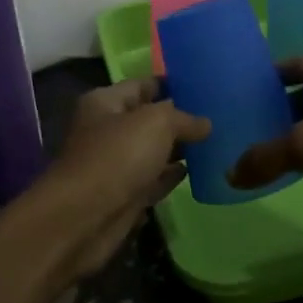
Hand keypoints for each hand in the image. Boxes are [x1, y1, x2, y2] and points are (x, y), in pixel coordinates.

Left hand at [32, 78, 210, 279]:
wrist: (85, 218)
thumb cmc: (117, 156)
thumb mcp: (156, 123)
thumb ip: (184, 119)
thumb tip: (205, 124)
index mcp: (105, 102)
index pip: (143, 85)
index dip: (172, 85)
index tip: (204, 87)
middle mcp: (107, 130)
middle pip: (148, 119)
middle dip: (179, 120)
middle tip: (217, 117)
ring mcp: (115, 165)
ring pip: (152, 151)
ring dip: (178, 149)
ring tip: (214, 143)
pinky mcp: (124, 196)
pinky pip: (153, 180)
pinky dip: (171, 176)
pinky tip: (196, 172)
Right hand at [228, 57, 302, 221]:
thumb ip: (265, 157)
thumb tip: (230, 174)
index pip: (285, 66)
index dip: (261, 77)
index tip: (234, 94)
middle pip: (297, 94)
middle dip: (271, 109)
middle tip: (239, 128)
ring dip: (289, 135)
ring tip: (256, 152)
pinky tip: (292, 172)